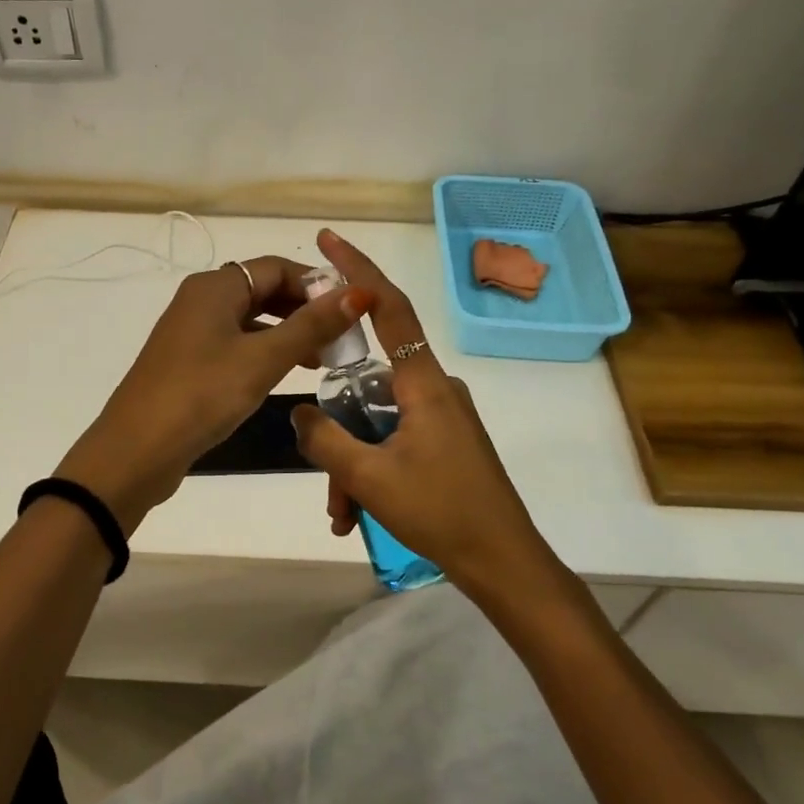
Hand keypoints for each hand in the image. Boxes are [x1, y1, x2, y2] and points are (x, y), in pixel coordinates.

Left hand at [56, 257, 366, 529]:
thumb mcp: (263, 359)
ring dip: (287, 333)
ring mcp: (191, 332)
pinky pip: (235, 344)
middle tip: (340, 339)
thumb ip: (311, 326)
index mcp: (215, 287)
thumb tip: (359, 292)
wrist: (137, 450)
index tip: (352, 311)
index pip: (277, 267)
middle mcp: (200, 300)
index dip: (317, 284)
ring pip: (250, 320)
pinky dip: (264, 352)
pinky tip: (284, 375)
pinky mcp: (188, 361)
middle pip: (263, 290)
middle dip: (304, 310)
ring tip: (321, 361)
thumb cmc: (202, 395)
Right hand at [289, 230, 549, 587]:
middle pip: (368, 387)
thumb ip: (325, 439)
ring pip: (376, 423)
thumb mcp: (369, 478)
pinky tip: (358, 515)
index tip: (328, 240)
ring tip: (343, 515)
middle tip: (328, 484)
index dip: (357, 269)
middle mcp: (435, 388)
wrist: (504, 562)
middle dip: (339, 433)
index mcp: (424, 382)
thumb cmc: (440, 511)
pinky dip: (371, 471)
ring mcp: (442, 417)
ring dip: (352, 465)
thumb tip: (298, 413)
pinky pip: (393, 442)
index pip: (387, 306)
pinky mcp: (445, 442)